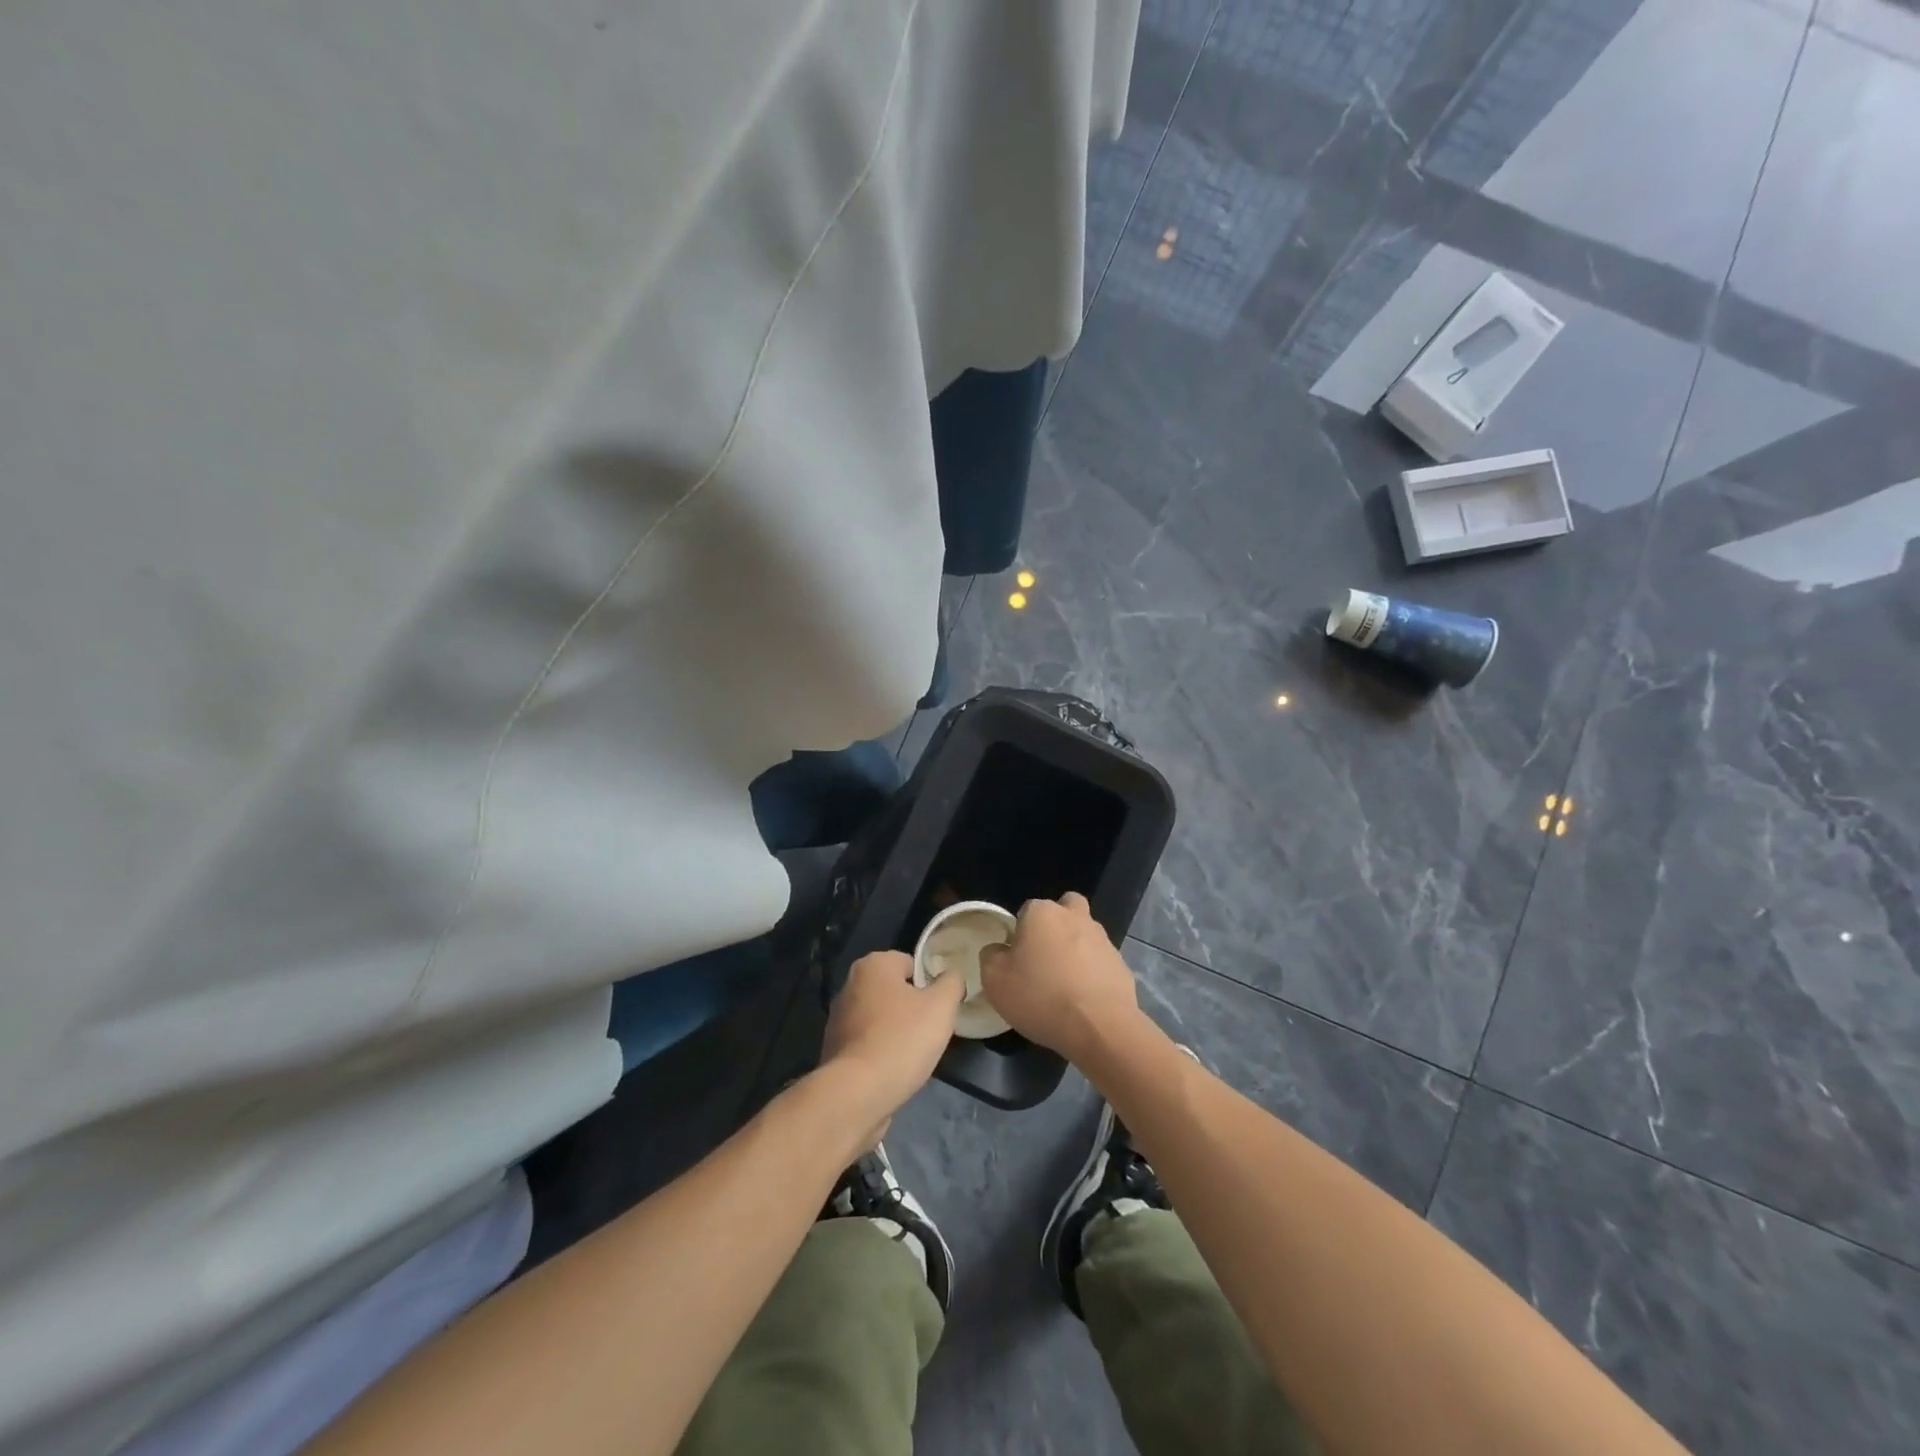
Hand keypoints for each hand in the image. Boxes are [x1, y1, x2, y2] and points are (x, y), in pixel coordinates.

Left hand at [820, 951, 965, 1140]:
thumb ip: (951, 983)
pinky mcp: (833, 1050)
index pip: (910, 963)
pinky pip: (867, 1043)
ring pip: (880, 1018)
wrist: (857, 1094)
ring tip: (913, 1054)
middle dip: (912, 1008)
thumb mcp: (941, 1006)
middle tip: (930, 1031)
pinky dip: (880, 1052)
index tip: (940, 1008)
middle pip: (894, 990)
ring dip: (896, 1031)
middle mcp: (850, 985)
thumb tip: (951, 976)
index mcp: (873, 965)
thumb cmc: (902, 1039)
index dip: (930, 984)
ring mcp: (837, 1018)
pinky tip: (893, 1070)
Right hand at [979, 892, 1140, 1062]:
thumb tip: (999, 950)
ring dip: (1075, 950)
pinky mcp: (1121, 965)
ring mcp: (1103, 939)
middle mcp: (1075, 916)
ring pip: (1084, 934)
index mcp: (1042, 913)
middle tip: (1044, 958)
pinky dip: (1092, 974)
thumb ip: (991, 957)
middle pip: (1064, 910)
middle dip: (1055, 927)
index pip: (1026, 910)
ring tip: (1064, 986)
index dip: (1019, 933)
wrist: (1099, 1027)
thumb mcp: (994, 980)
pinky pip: (1100, 963)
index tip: (1016, 959)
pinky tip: (1083, 1000)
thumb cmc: (1040, 996)